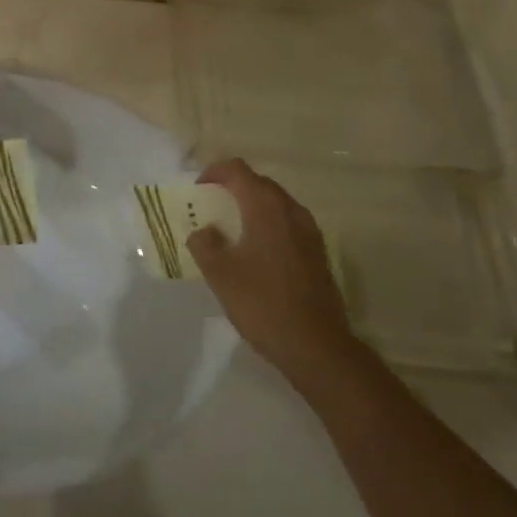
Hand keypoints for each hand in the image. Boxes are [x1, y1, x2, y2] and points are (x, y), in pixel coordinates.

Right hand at [187, 159, 351, 381]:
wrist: (317, 346)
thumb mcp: (220, 274)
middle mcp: (291, 210)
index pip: (238, 170)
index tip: (198, 190)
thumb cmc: (263, 304)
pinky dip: (268, 224)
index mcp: (265, 208)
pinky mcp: (318, 252)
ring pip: (276, 203)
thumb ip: (204, 244)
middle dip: (234, 187)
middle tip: (212, 207)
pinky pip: (288, 223)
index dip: (214, 173)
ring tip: (232, 228)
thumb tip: (204, 231)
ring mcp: (309, 231)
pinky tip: (257, 251)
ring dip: (252, 206)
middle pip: (259, 183)